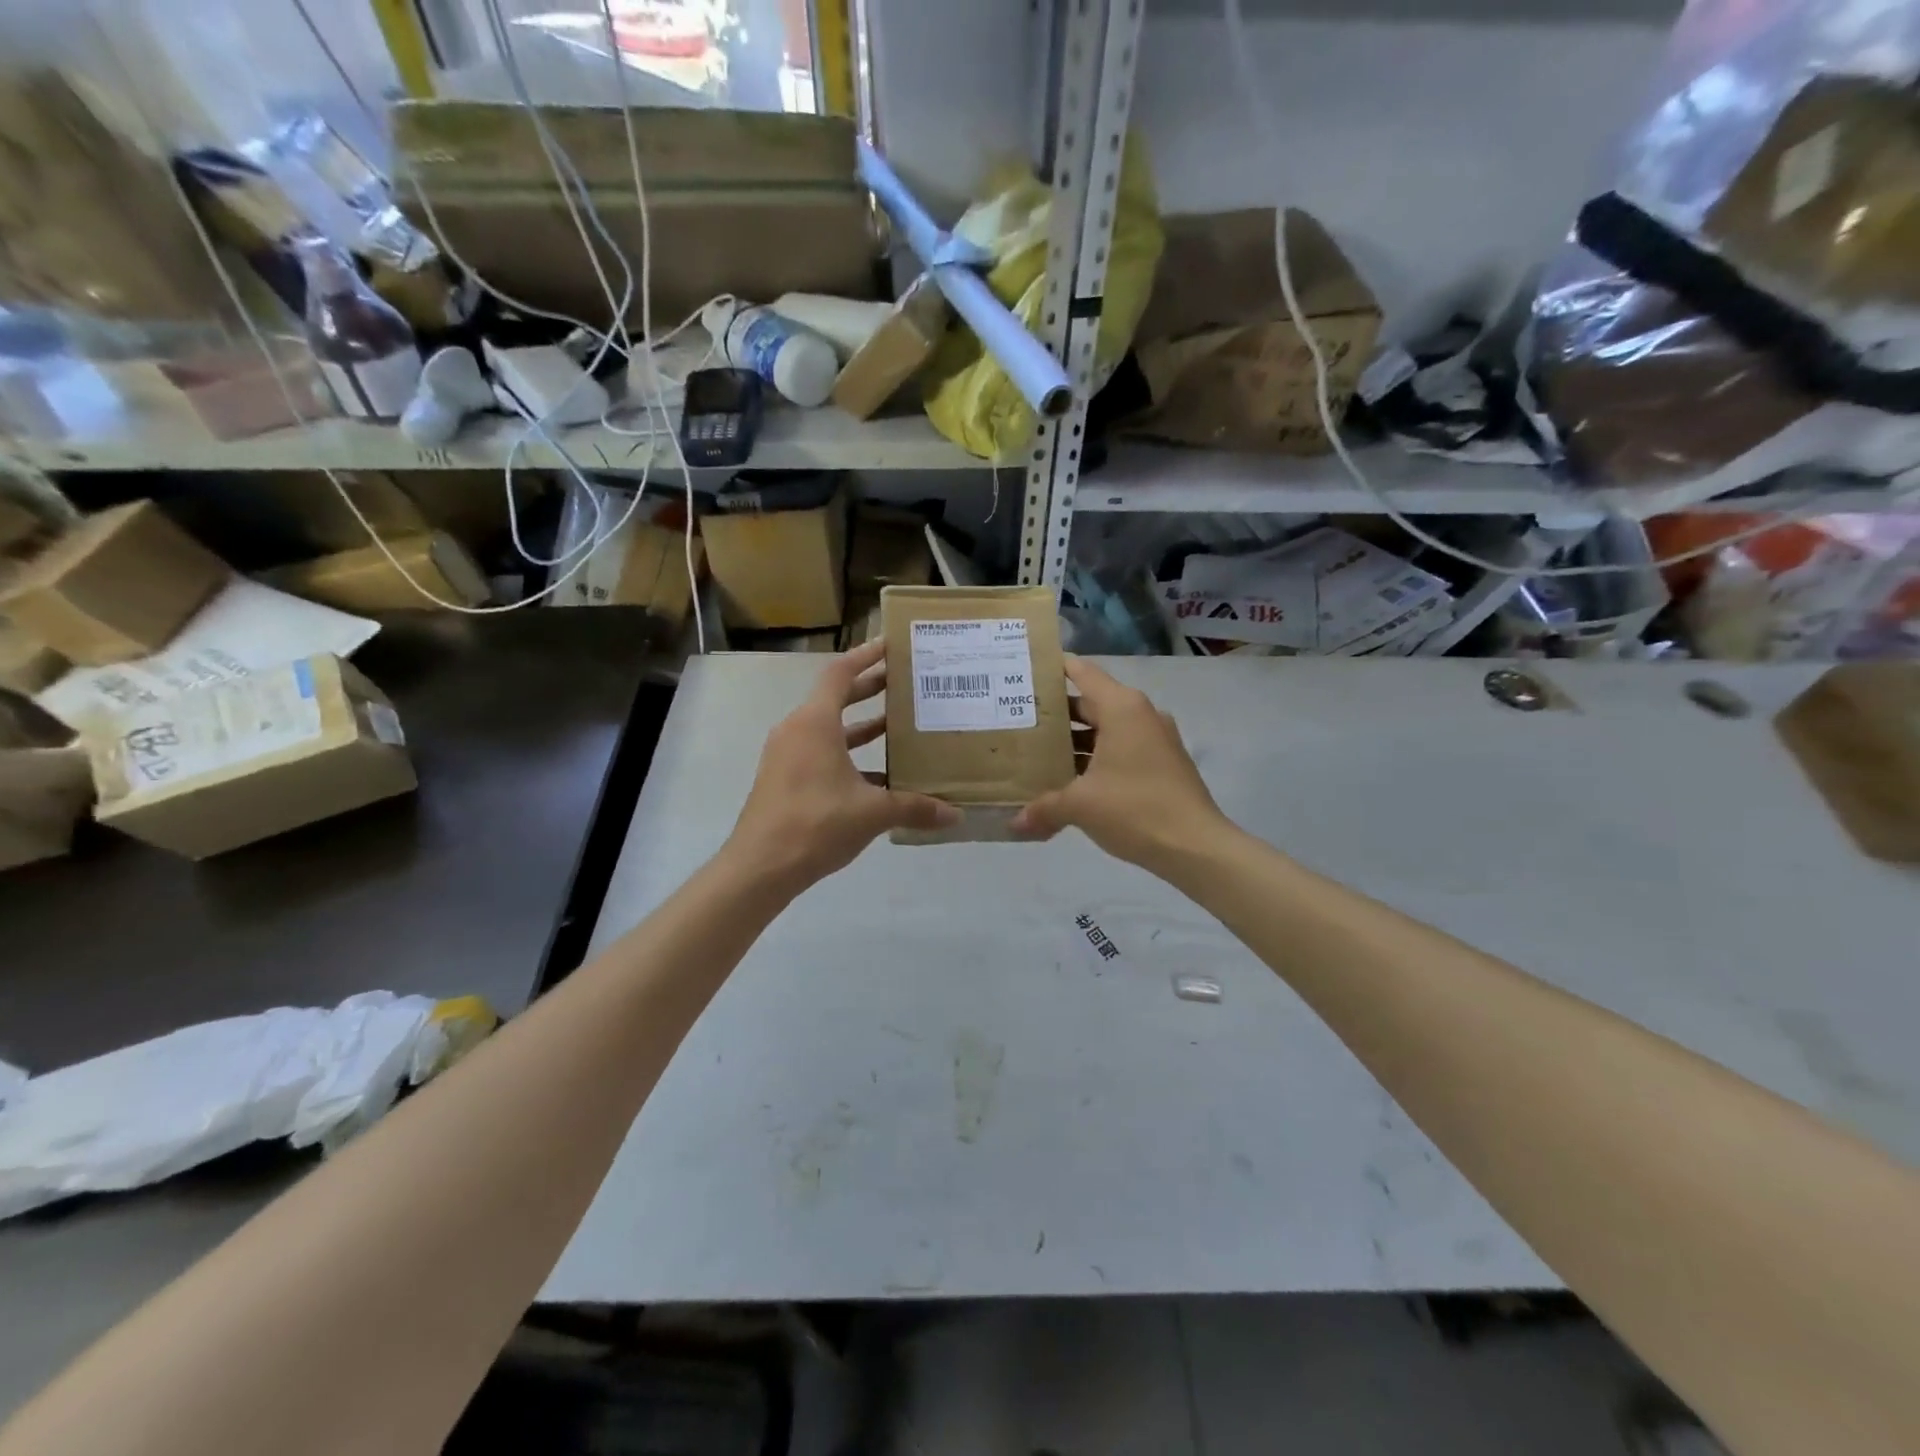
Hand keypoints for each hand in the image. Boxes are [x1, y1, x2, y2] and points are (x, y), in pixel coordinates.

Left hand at [723, 639, 959, 896]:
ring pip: (829, 728)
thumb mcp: (871, 813)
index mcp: (814, 723)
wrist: (760, 867)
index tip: (891, 645)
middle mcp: (797, 730)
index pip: (840, 673)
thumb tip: (954, 814)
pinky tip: (880, 773)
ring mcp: (787, 755)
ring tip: (898, 723)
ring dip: (861, 724)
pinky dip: (849, 754)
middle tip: (905, 681)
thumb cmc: (815, 824)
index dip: (866, 656)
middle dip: (869, 687)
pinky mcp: (785, 778)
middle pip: (835, 697)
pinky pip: (821, 752)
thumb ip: (914, 807)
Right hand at [1012, 657, 1228, 873]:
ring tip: (1036, 752)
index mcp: (1122, 708)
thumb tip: (1015, 824)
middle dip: (1056, 713)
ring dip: (1075, 740)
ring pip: (1106, 729)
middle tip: (1019, 719)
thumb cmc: (1134, 809)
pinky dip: (1095, 758)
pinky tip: (1069, 779)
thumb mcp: (1080, 805)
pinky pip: (1120, 749)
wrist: (1195, 846)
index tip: (1025, 671)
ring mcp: (1155, 739)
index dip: (1054, 668)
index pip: (1083, 672)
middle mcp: (1140, 715)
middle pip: (1091, 703)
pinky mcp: (1162, 763)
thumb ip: (1043, 808)